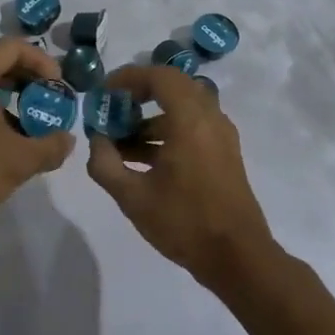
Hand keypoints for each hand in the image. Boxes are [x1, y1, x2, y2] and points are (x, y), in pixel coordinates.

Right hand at [85, 64, 276, 288]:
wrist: (238, 258)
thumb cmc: (184, 222)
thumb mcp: (132, 197)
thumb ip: (105, 164)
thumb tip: (97, 141)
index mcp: (190, 120)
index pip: (160, 76)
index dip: (129, 77)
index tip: (105, 92)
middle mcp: (210, 119)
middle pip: (173, 88)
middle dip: (139, 94)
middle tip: (113, 109)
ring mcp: (222, 136)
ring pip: (183, 109)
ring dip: (151, 118)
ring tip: (120, 144)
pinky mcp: (225, 154)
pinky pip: (193, 127)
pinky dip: (167, 131)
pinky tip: (143, 161)